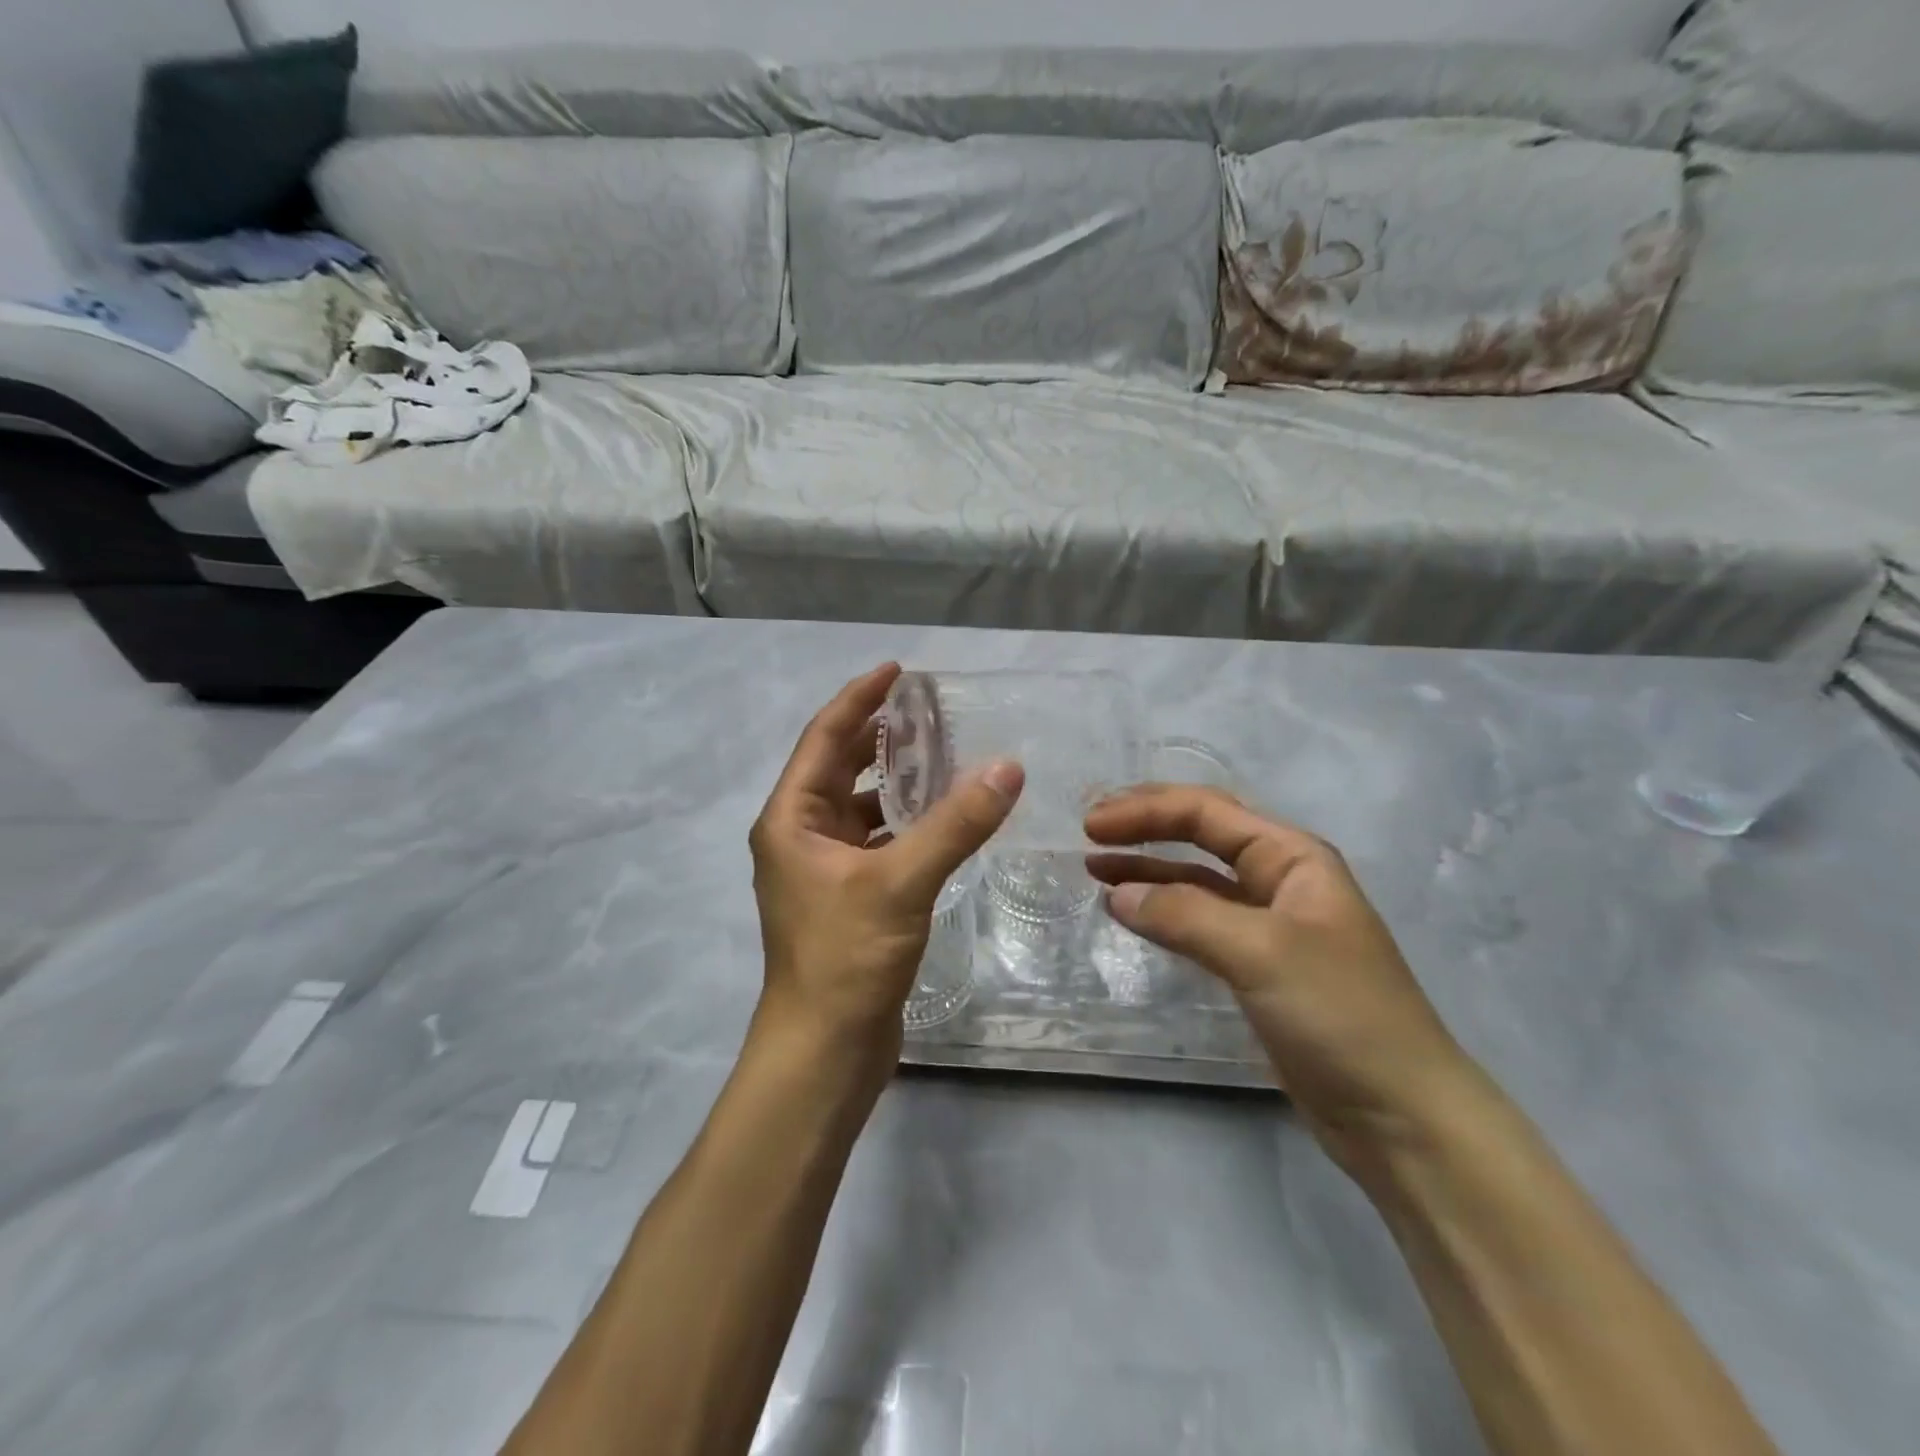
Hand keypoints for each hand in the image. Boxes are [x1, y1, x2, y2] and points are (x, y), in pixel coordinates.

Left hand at [749, 663, 1023, 1065]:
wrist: (824, 1051)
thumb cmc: (845, 958)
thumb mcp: (901, 882)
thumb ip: (955, 824)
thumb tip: (1008, 767)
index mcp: (791, 819)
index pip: (825, 738)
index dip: (860, 699)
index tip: (898, 670)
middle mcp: (800, 835)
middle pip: (840, 766)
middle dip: (880, 734)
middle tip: (928, 708)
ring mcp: (822, 868)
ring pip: (860, 805)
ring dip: (895, 779)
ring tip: (943, 753)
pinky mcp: (848, 896)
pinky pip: (877, 839)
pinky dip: (905, 822)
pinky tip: (942, 817)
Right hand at [1086, 786, 1474, 1168]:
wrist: (1400, 1114)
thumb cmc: (1340, 1014)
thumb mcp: (1261, 952)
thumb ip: (1185, 915)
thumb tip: (1117, 895)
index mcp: (1292, 857)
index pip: (1207, 812)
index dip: (1146, 810)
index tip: (1092, 825)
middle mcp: (1279, 880)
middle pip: (1200, 835)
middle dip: (1144, 828)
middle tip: (1088, 834)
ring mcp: (1267, 924)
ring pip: (1195, 880)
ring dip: (1146, 869)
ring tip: (1093, 869)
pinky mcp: (1255, 967)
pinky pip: (1197, 922)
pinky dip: (1161, 912)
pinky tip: (1130, 913)